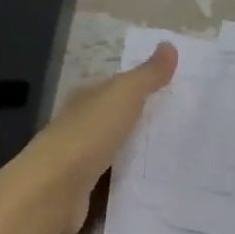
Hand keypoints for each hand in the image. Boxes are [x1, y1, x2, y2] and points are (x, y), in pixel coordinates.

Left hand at [1, 42, 177, 233]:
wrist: (54, 188)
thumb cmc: (89, 134)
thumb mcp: (123, 95)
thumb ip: (147, 74)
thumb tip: (169, 45)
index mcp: (86, 97)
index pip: (116, 86)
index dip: (142, 86)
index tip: (173, 92)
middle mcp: (80, 124)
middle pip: (115, 118)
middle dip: (142, 120)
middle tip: (180, 125)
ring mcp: (80, 158)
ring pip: (115, 149)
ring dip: (136, 151)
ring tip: (172, 155)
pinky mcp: (84, 189)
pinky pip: (113, 179)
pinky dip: (128, 178)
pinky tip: (150, 183)